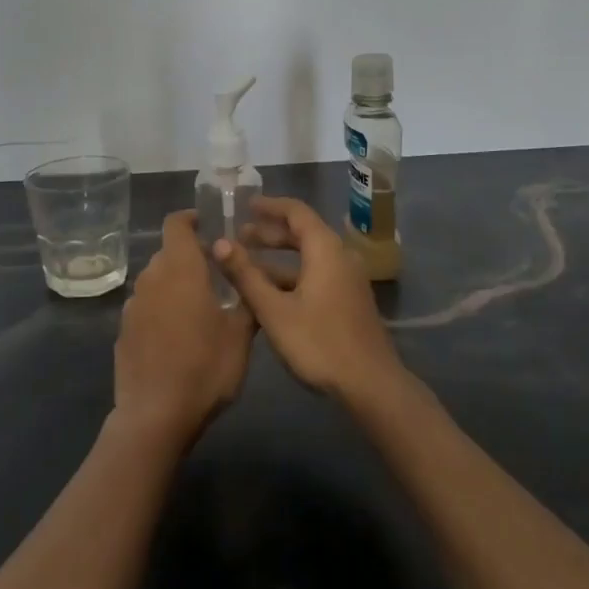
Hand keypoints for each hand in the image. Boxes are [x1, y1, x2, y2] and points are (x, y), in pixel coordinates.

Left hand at [113, 211, 254, 447]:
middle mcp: (152, 279)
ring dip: (175, 285)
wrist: (156, 416)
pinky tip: (177, 337)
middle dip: (191, 258)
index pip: (176, 224)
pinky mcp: (123, 332)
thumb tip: (250, 276)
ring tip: (199, 308)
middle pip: (169, 254)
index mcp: (181, 269)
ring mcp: (133, 306)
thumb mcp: (240, 335)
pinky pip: (146, 308)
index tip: (208, 224)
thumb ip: (246, 300)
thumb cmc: (205, 368)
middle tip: (217, 276)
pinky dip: (161, 310)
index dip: (191, 218)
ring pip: (156, 281)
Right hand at [215, 197, 401, 401]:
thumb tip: (219, 243)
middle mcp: (340, 257)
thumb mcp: (274, 310)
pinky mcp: (349, 301)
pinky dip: (292, 275)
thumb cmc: (319, 342)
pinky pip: (317, 274)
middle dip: (270, 233)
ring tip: (247, 264)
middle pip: (304, 233)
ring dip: (279, 257)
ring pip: (309, 257)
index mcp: (325, 250)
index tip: (245, 205)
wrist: (370, 384)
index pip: (296, 212)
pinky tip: (269, 293)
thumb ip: (246, 275)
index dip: (270, 206)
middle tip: (239, 236)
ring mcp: (347, 280)